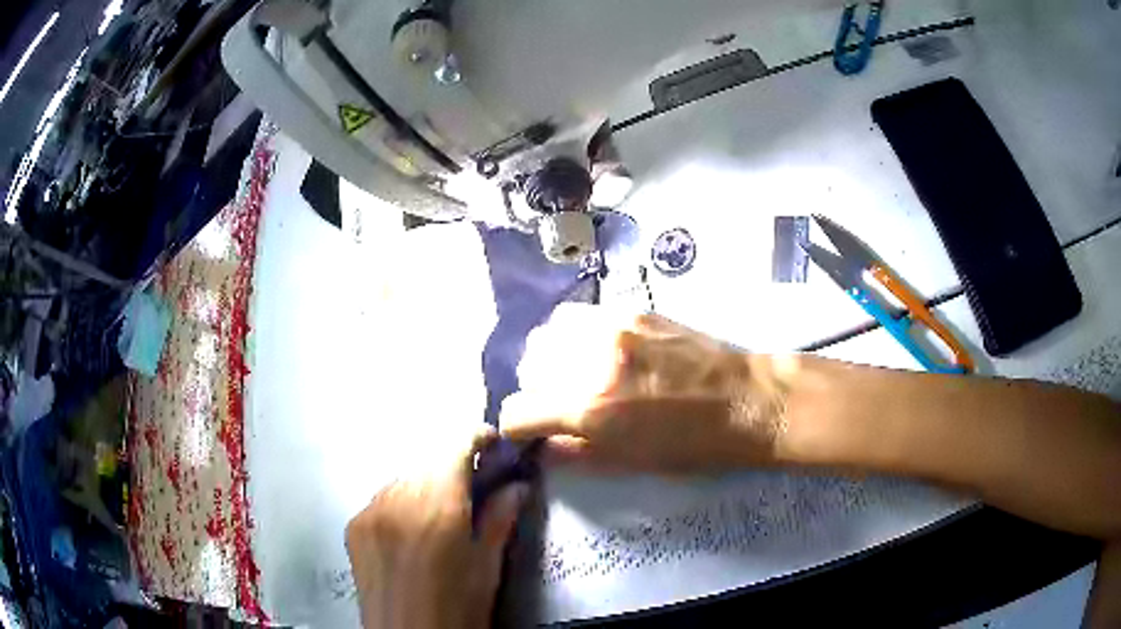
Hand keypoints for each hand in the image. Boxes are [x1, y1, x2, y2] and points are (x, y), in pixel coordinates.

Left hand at [345, 429, 526, 628]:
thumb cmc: (458, 608)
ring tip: (438, 514)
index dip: (475, 437)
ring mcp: (369, 510)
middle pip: (427, 460)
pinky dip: (400, 503)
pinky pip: (381, 499)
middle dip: (451, 465)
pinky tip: (410, 530)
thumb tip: (517, 484)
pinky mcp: (353, 525)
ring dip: (424, 484)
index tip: (491, 443)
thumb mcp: (487, 567)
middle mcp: (398, 497)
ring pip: (402, 478)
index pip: (454, 446)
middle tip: (471, 487)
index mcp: (437, 505)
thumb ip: (499, 518)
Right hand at [500, 311, 794, 472]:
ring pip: (547, 334)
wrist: (747, 400)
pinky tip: (595, 349)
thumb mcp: (629, 464)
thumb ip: (574, 454)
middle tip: (559, 404)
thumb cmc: (693, 445)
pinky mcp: (632, 310)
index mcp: (591, 409)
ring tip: (573, 372)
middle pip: (527, 367)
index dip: (517, 428)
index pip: (517, 411)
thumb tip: (541, 446)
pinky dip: (573, 335)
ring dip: (549, 358)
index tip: (530, 433)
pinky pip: (579, 316)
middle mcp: (591, 361)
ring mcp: (612, 327)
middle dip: (535, 391)